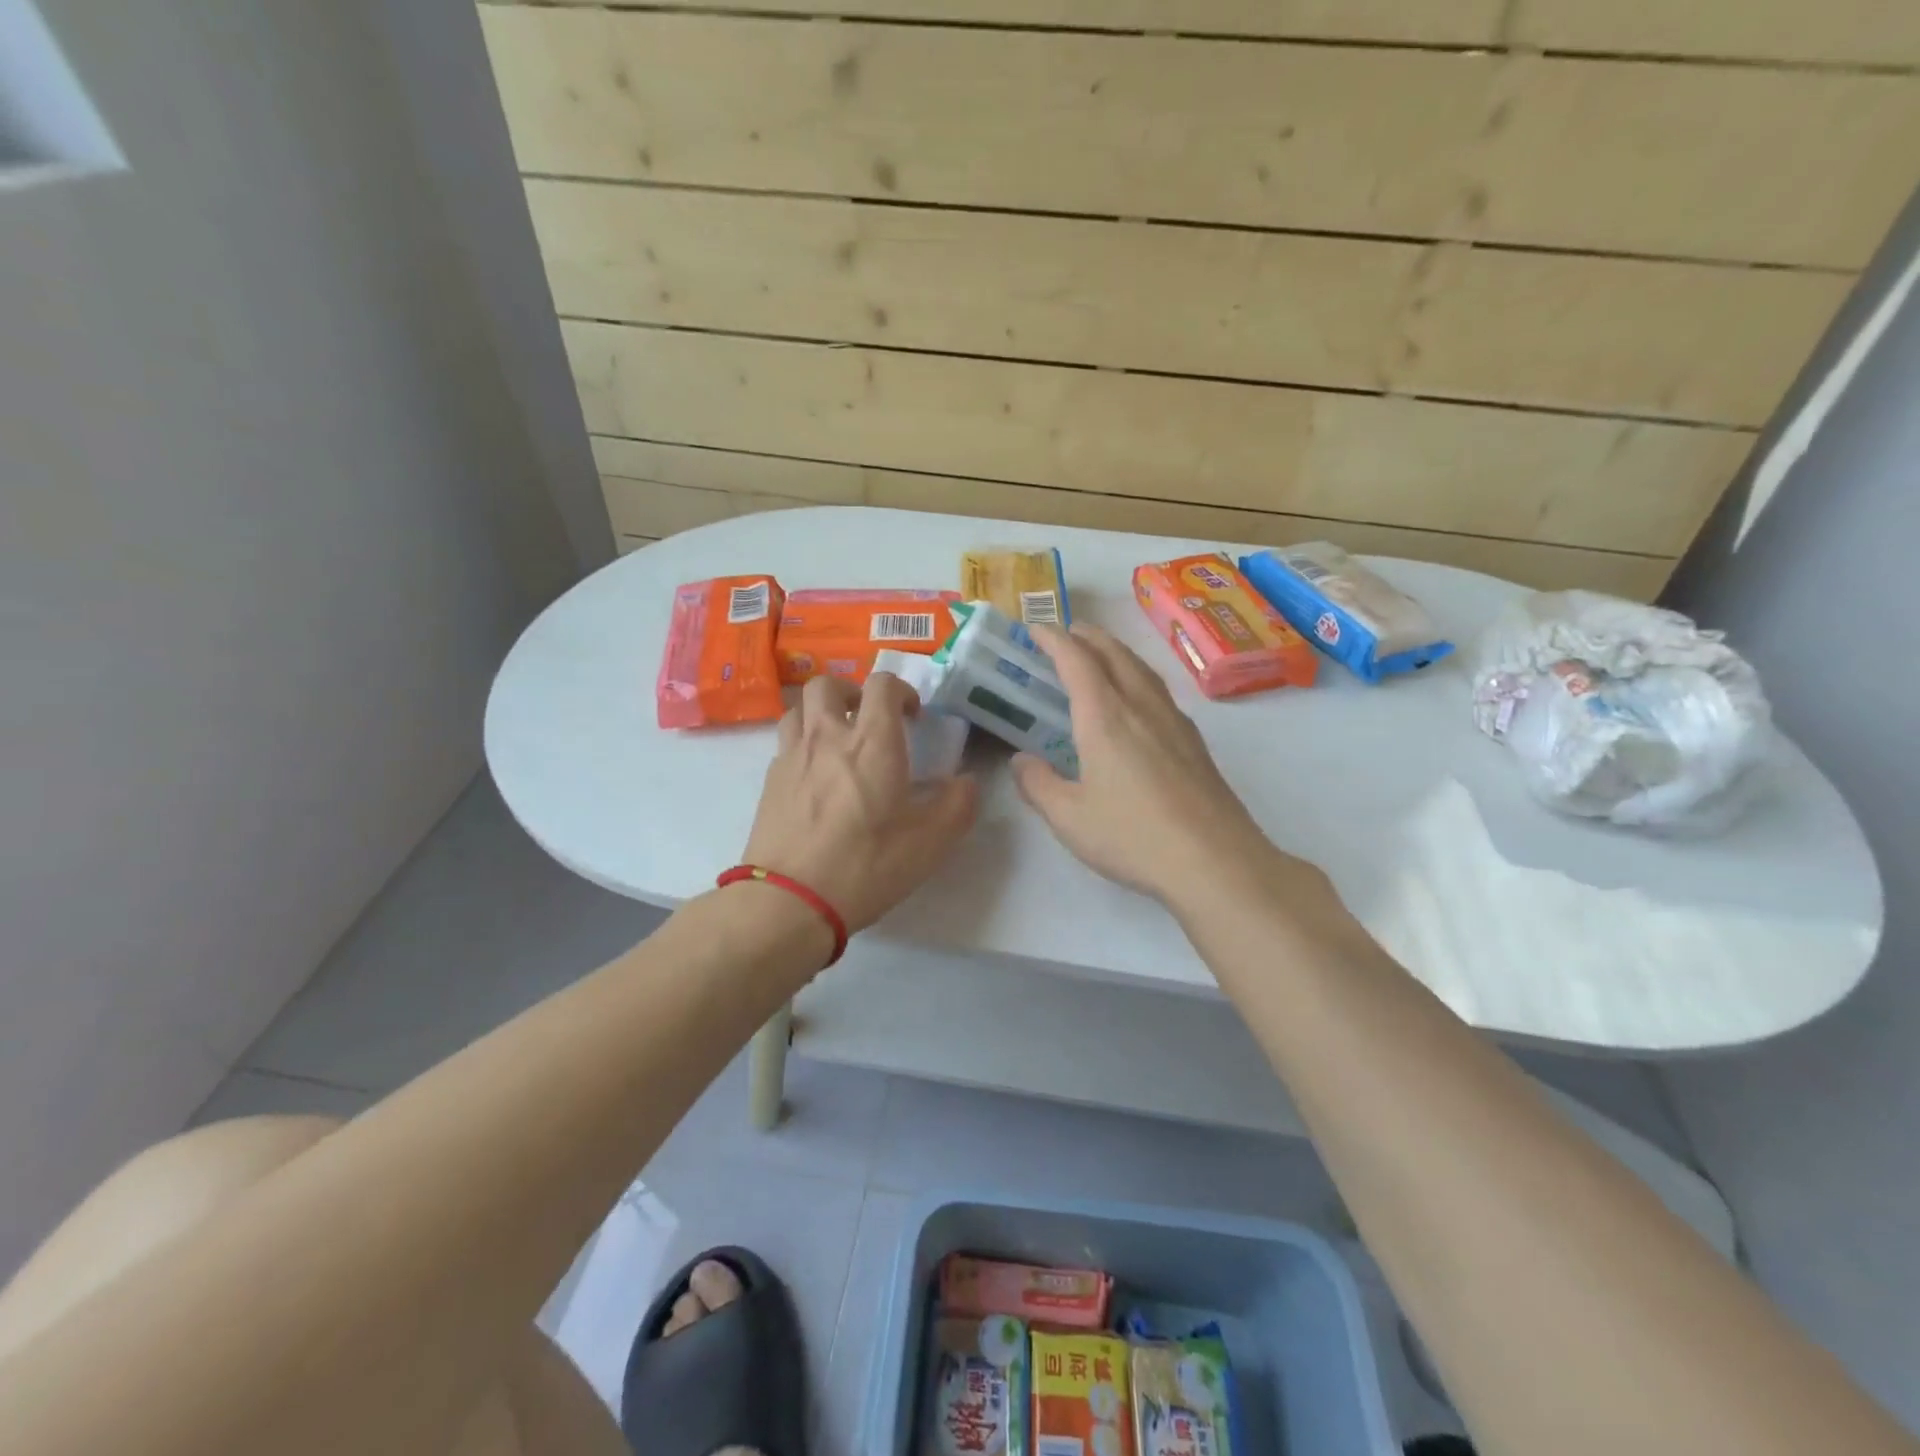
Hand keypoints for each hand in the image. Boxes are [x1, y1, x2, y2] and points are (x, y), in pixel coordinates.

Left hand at [740, 672, 977, 934]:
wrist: (789, 901)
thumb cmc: (866, 866)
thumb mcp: (930, 843)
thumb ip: (957, 805)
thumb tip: (967, 782)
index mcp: (872, 743)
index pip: (882, 685)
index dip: (901, 690)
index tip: (912, 716)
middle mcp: (828, 737)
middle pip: (827, 684)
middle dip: (851, 692)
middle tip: (867, 719)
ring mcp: (792, 756)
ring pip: (799, 708)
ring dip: (820, 712)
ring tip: (837, 740)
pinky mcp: (769, 781)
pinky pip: (785, 742)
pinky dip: (802, 743)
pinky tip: (814, 776)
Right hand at [1012, 625, 1293, 908]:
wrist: (1214, 861)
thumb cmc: (1132, 836)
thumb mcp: (1069, 817)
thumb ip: (1038, 784)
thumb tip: (1021, 761)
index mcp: (1104, 717)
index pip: (1076, 660)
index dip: (1053, 640)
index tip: (1035, 630)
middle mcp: (1140, 707)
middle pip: (1114, 653)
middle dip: (1087, 636)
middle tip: (1066, 633)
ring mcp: (1173, 721)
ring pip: (1141, 669)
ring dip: (1115, 652)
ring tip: (1100, 656)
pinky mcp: (1194, 742)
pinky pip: (1158, 691)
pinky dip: (1137, 677)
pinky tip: (1136, 701)